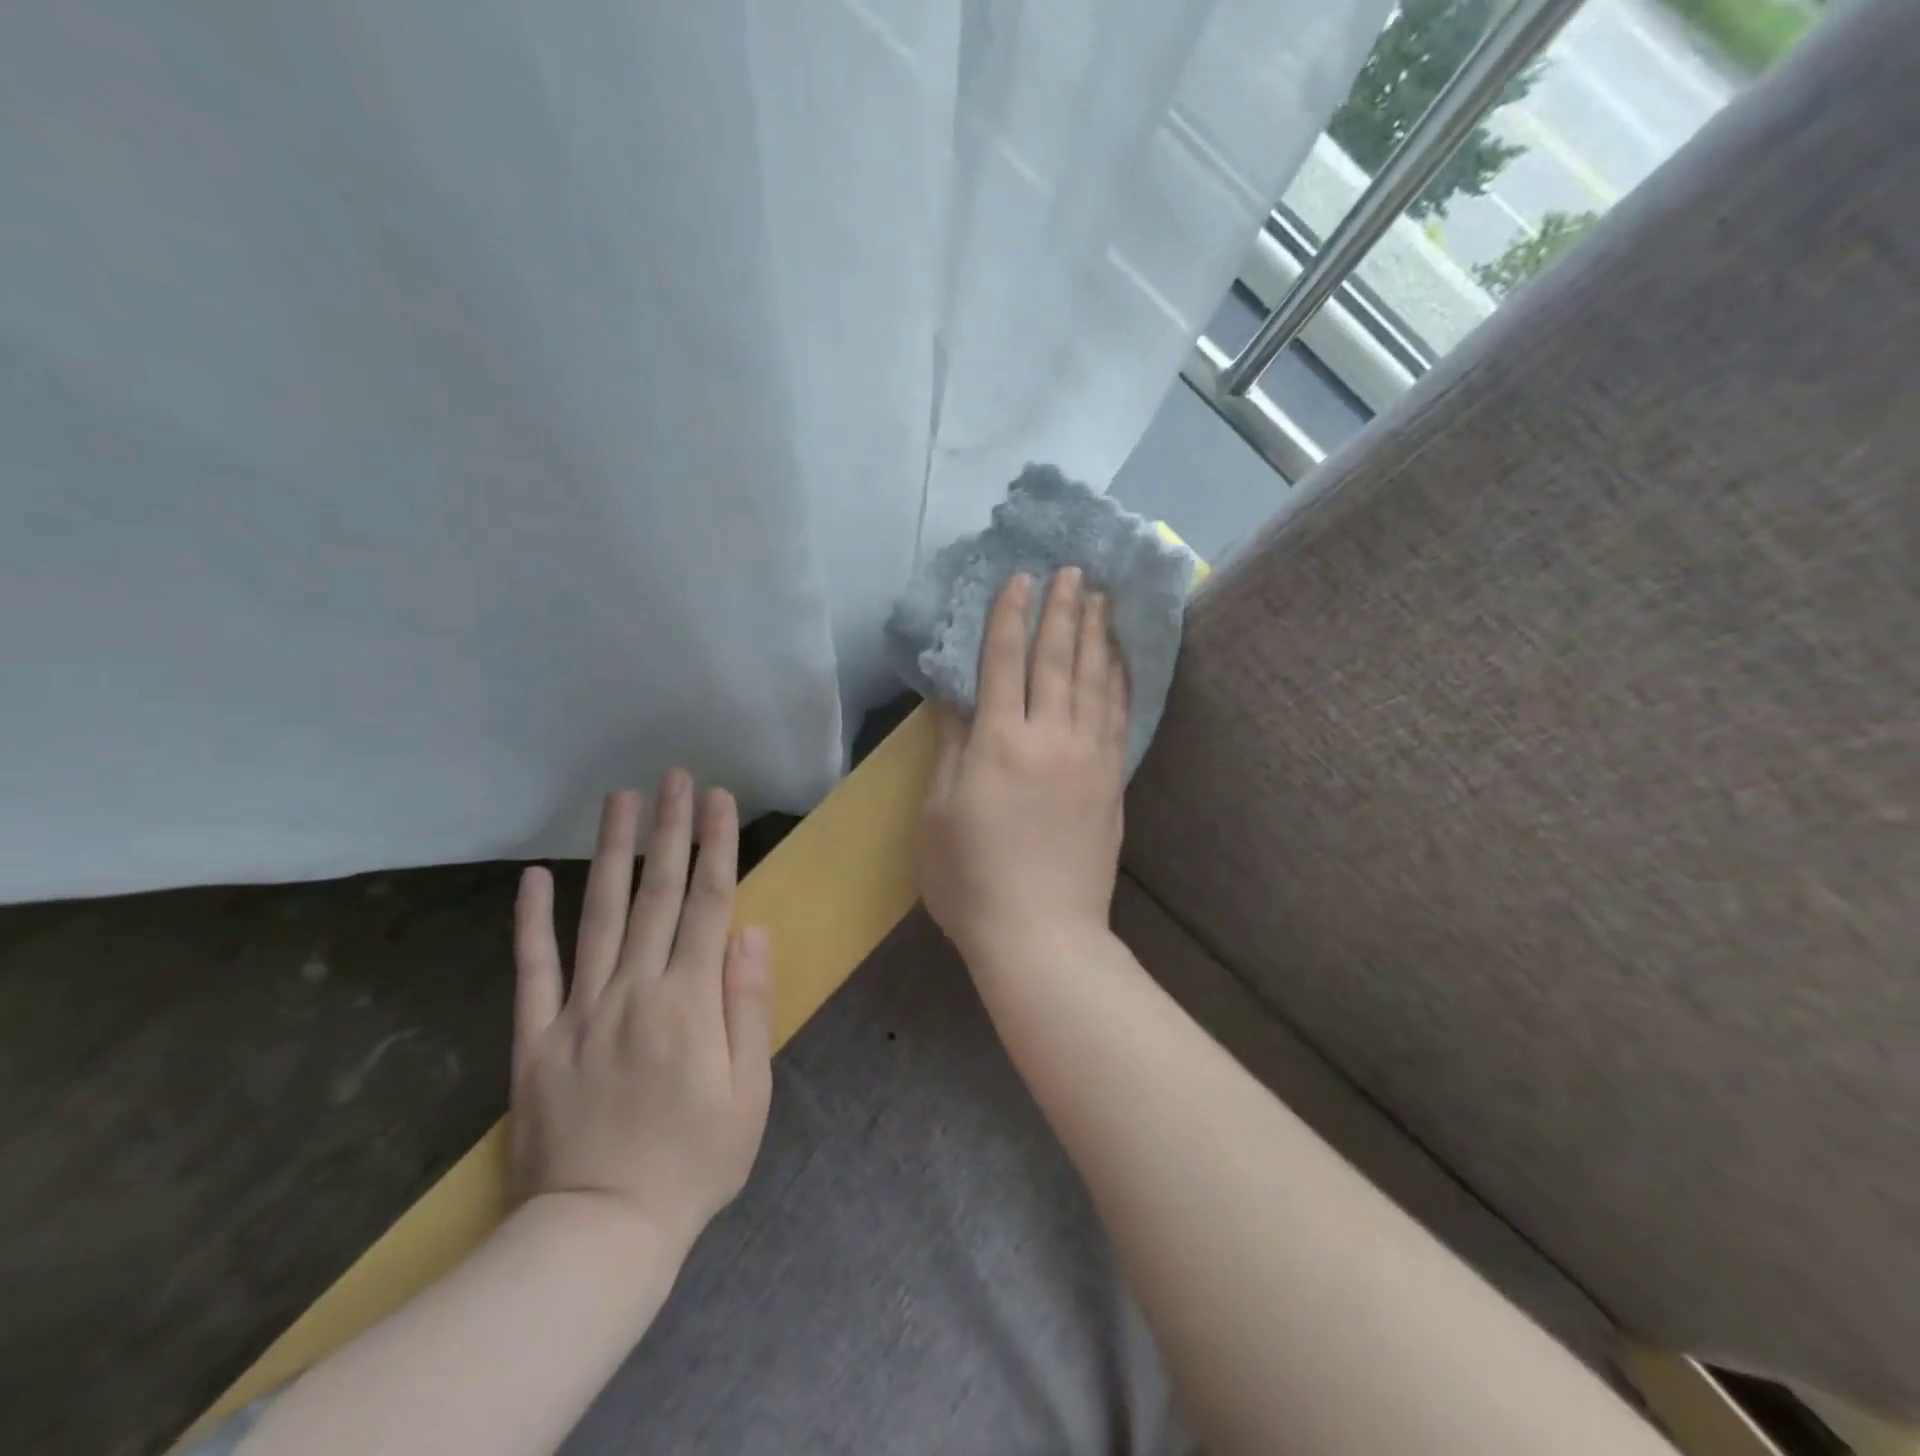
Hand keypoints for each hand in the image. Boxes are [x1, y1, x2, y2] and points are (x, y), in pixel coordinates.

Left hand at [510, 774, 772, 1260]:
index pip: (708, 904)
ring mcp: (579, 1010)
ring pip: (600, 915)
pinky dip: (531, 922)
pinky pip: (532, 970)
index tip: (720, 798)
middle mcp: (634, 990)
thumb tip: (751, 932)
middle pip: (658, 894)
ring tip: (620, 800)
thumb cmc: (694, 1162)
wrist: (599, 1234)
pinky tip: (535, 876)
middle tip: (675, 777)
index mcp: (689, 1001)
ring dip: (612, 852)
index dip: (716, 846)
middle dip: (671, 829)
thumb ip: (747, 1005)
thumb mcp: (749, 1092)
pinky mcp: (536, 1039)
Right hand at [919, 568, 1127, 962]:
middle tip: (1070, 570)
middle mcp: (1049, 738)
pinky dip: (1120, 678)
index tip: (1020, 578)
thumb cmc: (971, 880)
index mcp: (998, 743)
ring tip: (1101, 596)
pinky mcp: (1112, 780)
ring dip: (1096, 633)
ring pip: (1095, 680)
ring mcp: (1089, 758)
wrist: (1042, 935)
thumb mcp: (938, 815)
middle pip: (1057, 660)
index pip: (1004, 662)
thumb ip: (952, 749)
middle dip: (1062, 610)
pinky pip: (1120, 715)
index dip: (1010, 617)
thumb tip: (958, 698)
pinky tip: (1121, 657)